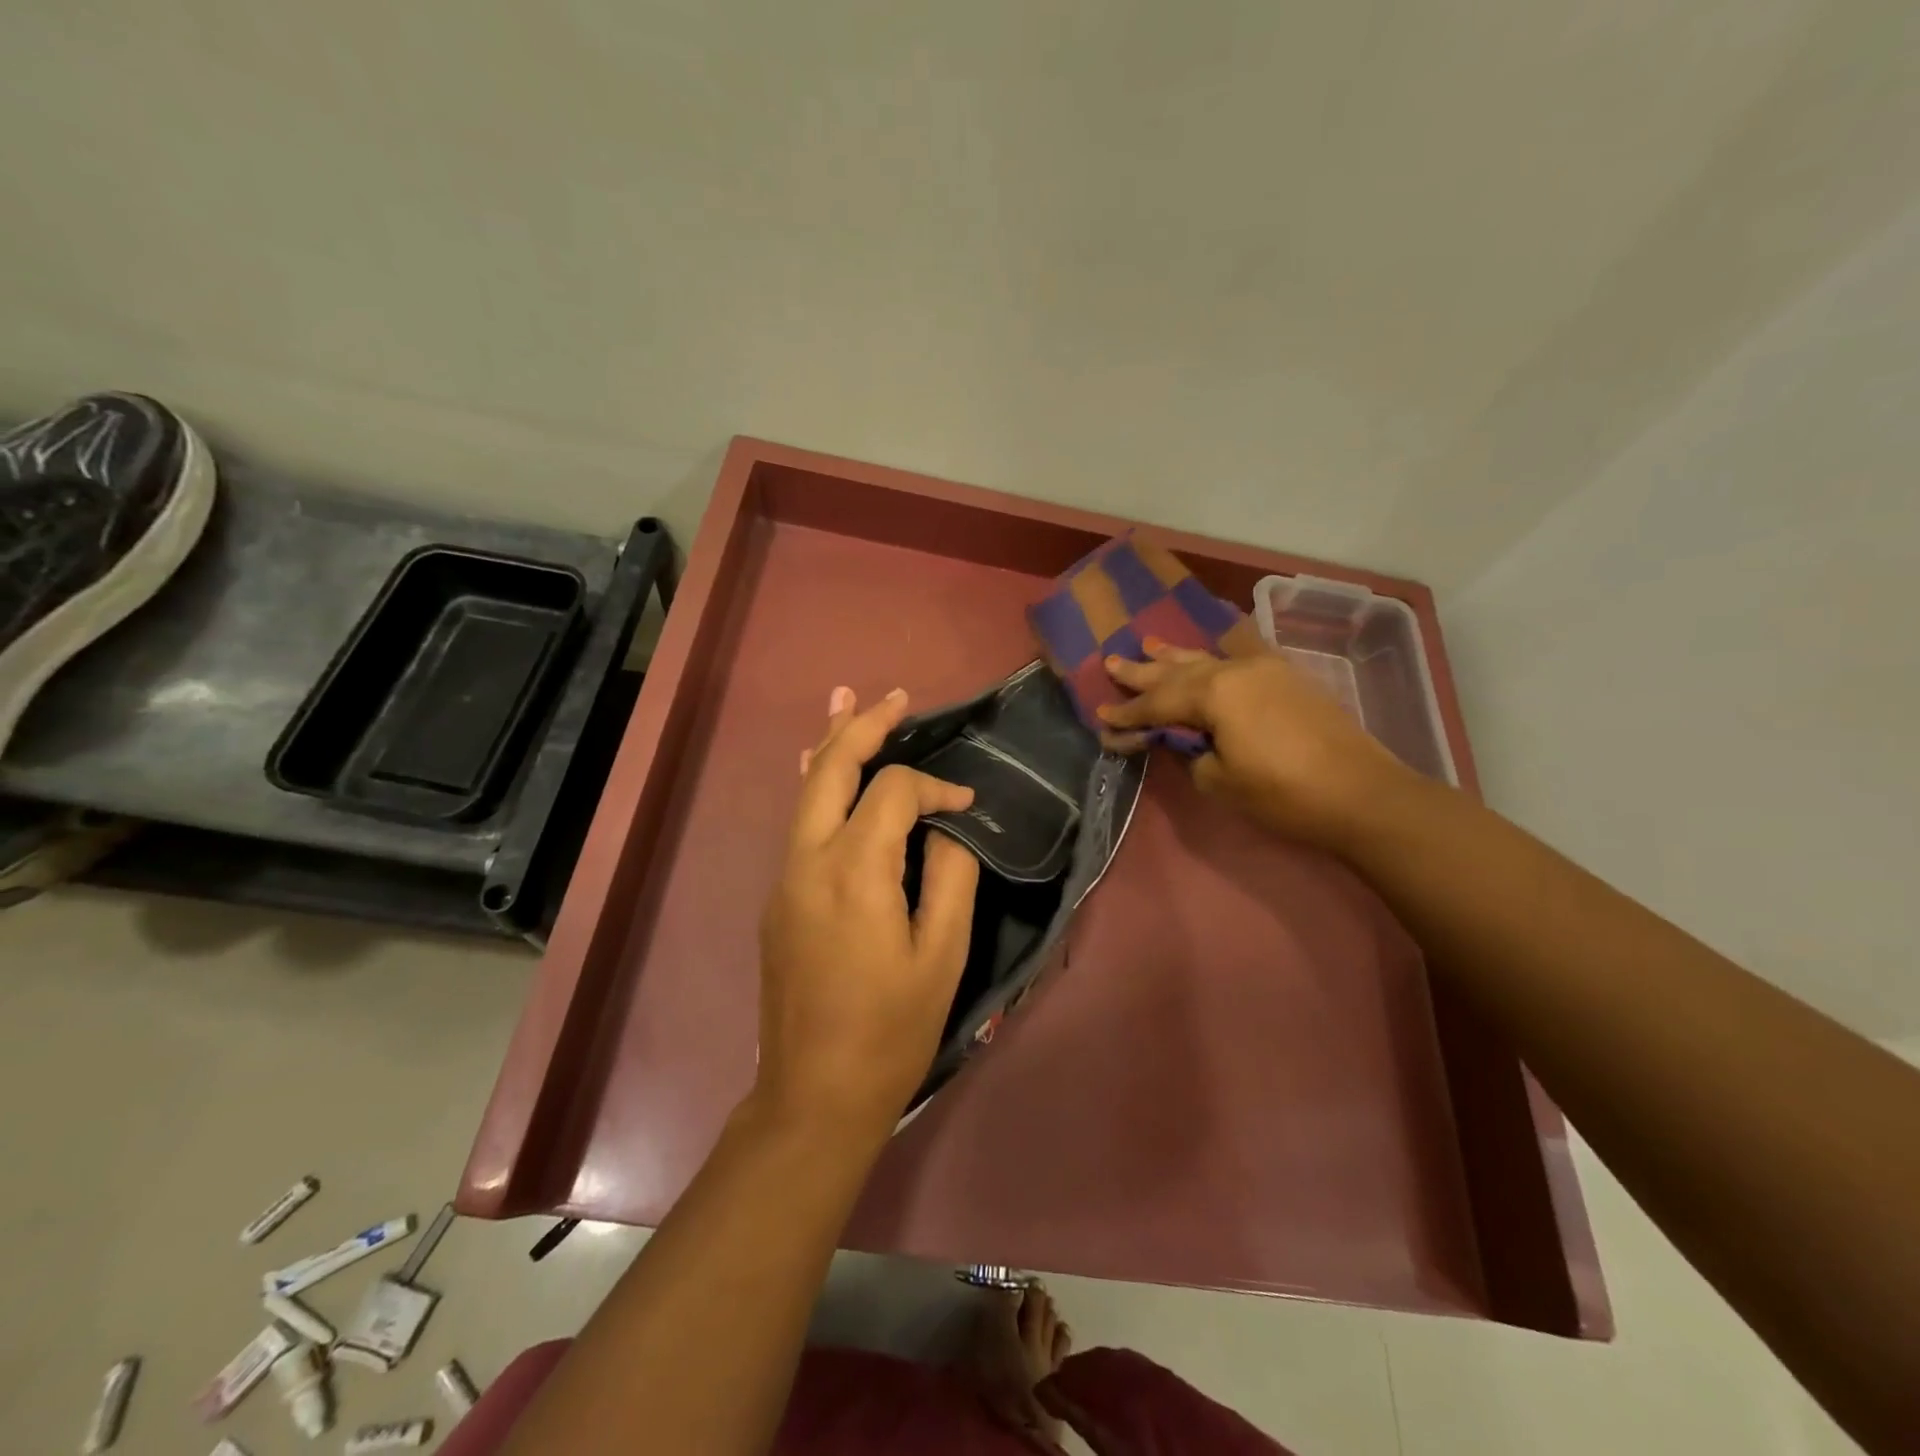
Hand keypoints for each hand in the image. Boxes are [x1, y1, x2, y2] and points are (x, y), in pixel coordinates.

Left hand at [755, 686, 980, 1141]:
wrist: (814, 1094)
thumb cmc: (891, 1030)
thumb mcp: (942, 955)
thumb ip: (950, 876)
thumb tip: (947, 828)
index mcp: (855, 871)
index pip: (893, 791)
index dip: (935, 785)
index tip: (967, 805)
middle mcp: (808, 860)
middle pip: (829, 768)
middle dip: (862, 726)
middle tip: (895, 697)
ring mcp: (785, 877)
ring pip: (804, 790)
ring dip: (830, 744)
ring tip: (846, 701)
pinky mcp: (779, 897)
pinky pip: (798, 823)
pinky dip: (816, 784)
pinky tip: (822, 767)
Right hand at [1098, 640, 1410, 846]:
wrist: (1361, 794)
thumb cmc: (1282, 793)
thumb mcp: (1219, 780)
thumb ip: (1189, 753)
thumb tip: (1180, 740)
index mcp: (1214, 693)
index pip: (1157, 704)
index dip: (1127, 715)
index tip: (1101, 720)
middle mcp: (1236, 670)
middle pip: (1178, 671)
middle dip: (1143, 672)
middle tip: (1111, 663)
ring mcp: (1265, 670)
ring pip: (1208, 659)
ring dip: (1176, 656)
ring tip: (1148, 644)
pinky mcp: (1288, 680)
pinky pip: (1241, 657)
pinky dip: (1218, 654)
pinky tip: (1212, 649)